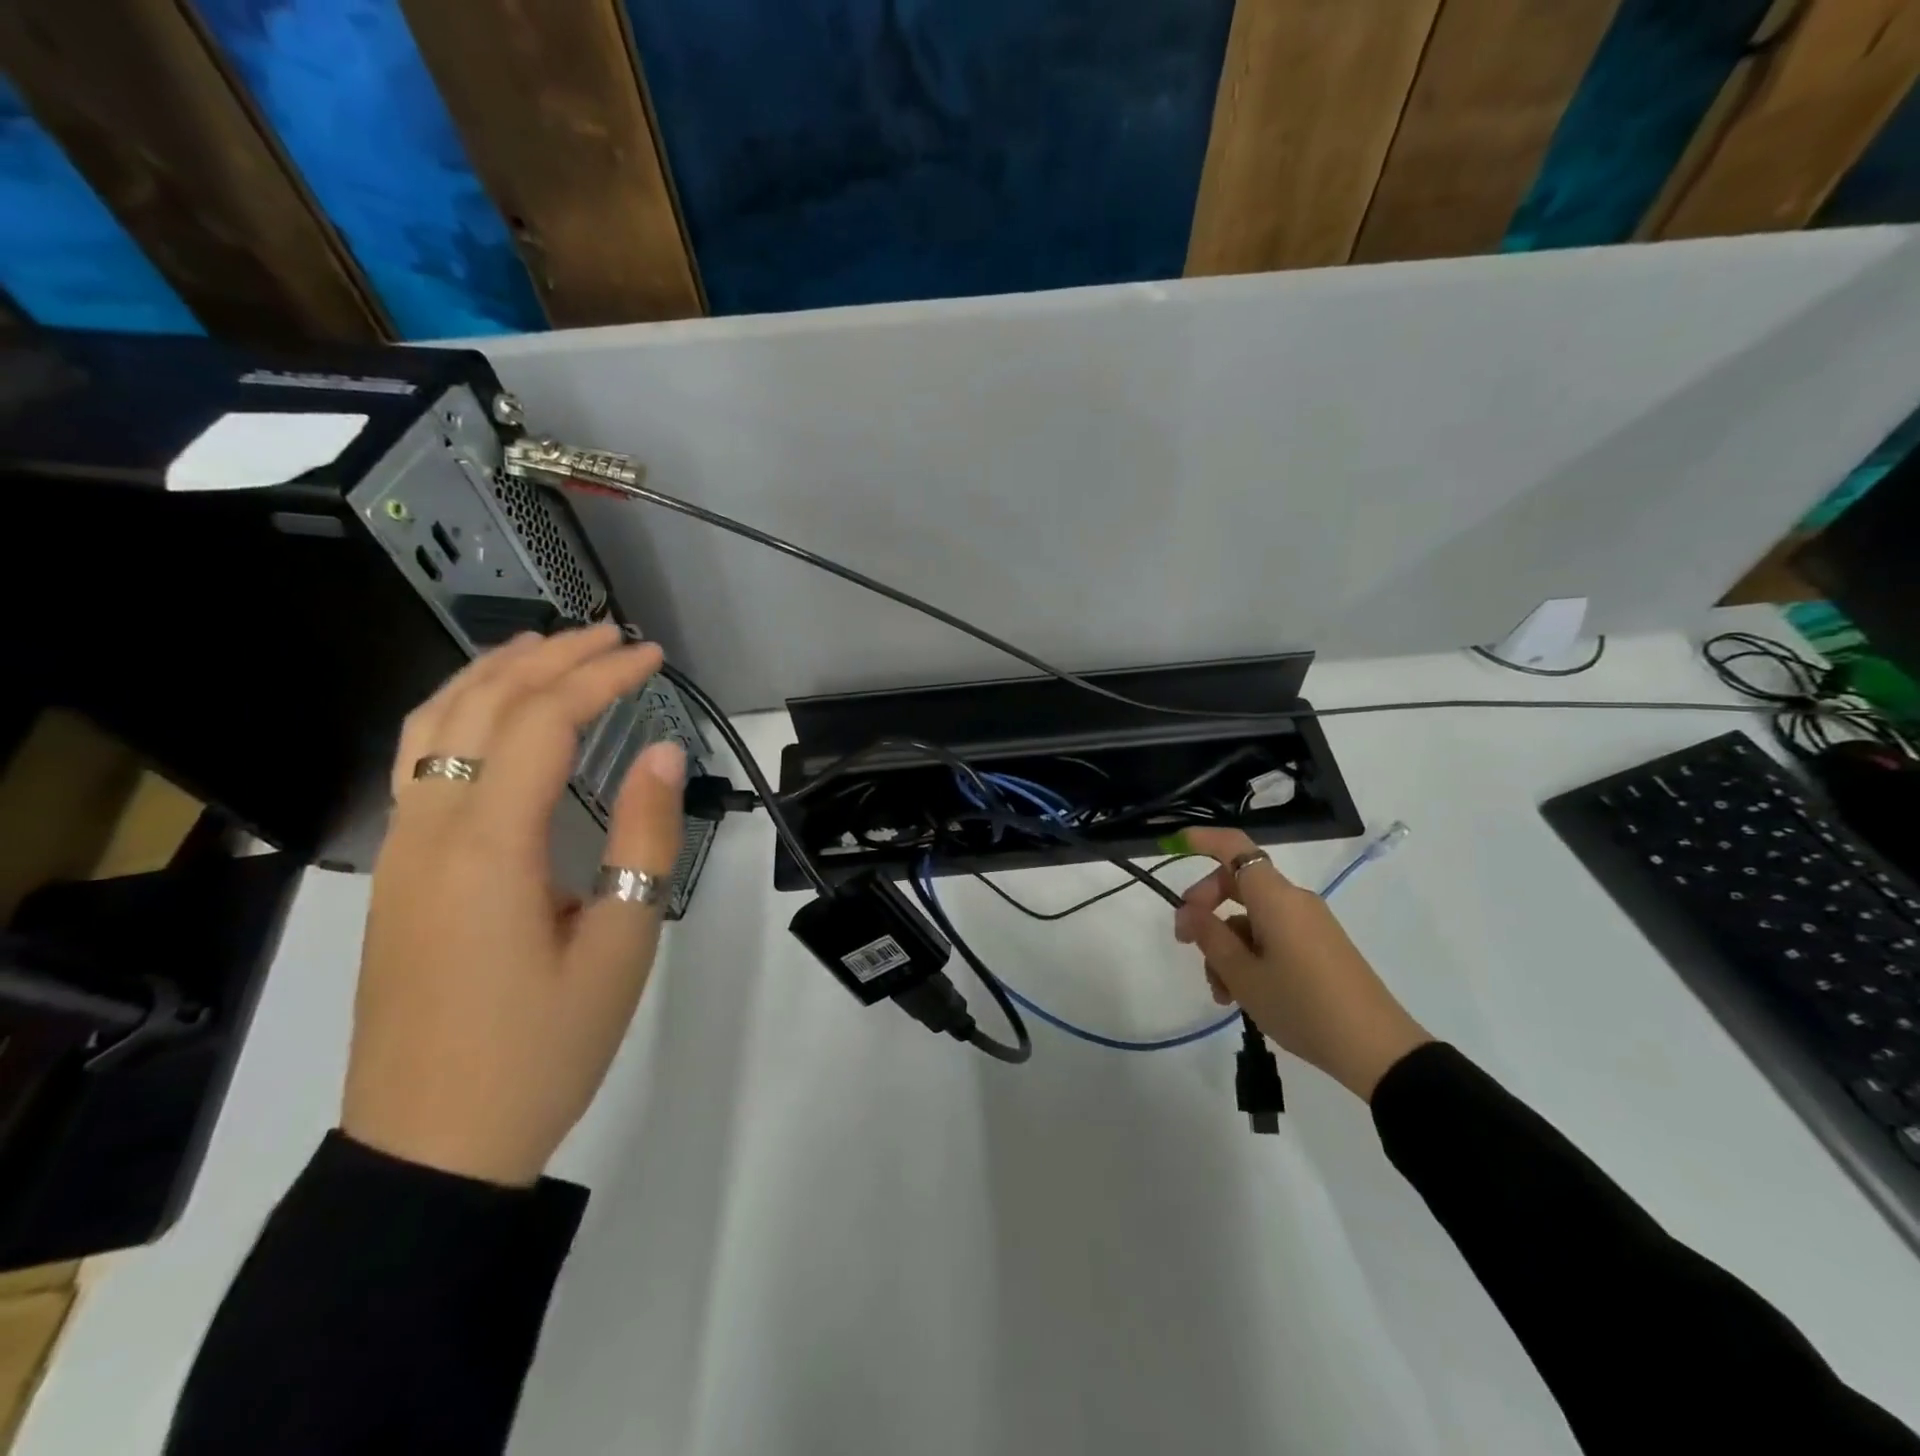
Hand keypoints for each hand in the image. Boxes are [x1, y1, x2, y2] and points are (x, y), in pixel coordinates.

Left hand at [342, 624, 686, 1186]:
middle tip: (612, 636)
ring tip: (548, 649)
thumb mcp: (620, 944)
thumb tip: (664, 753)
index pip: (544, 722)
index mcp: (489, 845)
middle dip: (550, 658)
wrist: (432, 1146)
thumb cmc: (542, 1048)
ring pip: (434, 725)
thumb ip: (643, 838)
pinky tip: (490, 718)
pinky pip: (419, 762)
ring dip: (493, 674)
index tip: (652, 654)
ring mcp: (402, 849)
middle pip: (482, 706)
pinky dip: (458, 714)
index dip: (601, 677)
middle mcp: (431, 828)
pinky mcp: (396, 873)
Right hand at [1173, 828, 1429, 1099]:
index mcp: (1275, 897)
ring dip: (1227, 945)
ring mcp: (1310, 924)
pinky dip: (1250, 955)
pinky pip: (1273, 935)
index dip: (1203, 840)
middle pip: (1238, 885)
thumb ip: (1210, 936)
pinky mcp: (1320, 946)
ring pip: (1252, 918)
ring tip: (1220, 992)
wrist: (1377, 1050)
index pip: (1235, 848)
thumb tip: (1188, 910)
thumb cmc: (1302, 1004)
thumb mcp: (1243, 975)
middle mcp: (1294, 900)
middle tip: (1185, 942)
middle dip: (1206, 909)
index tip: (1175, 845)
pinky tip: (1242, 994)